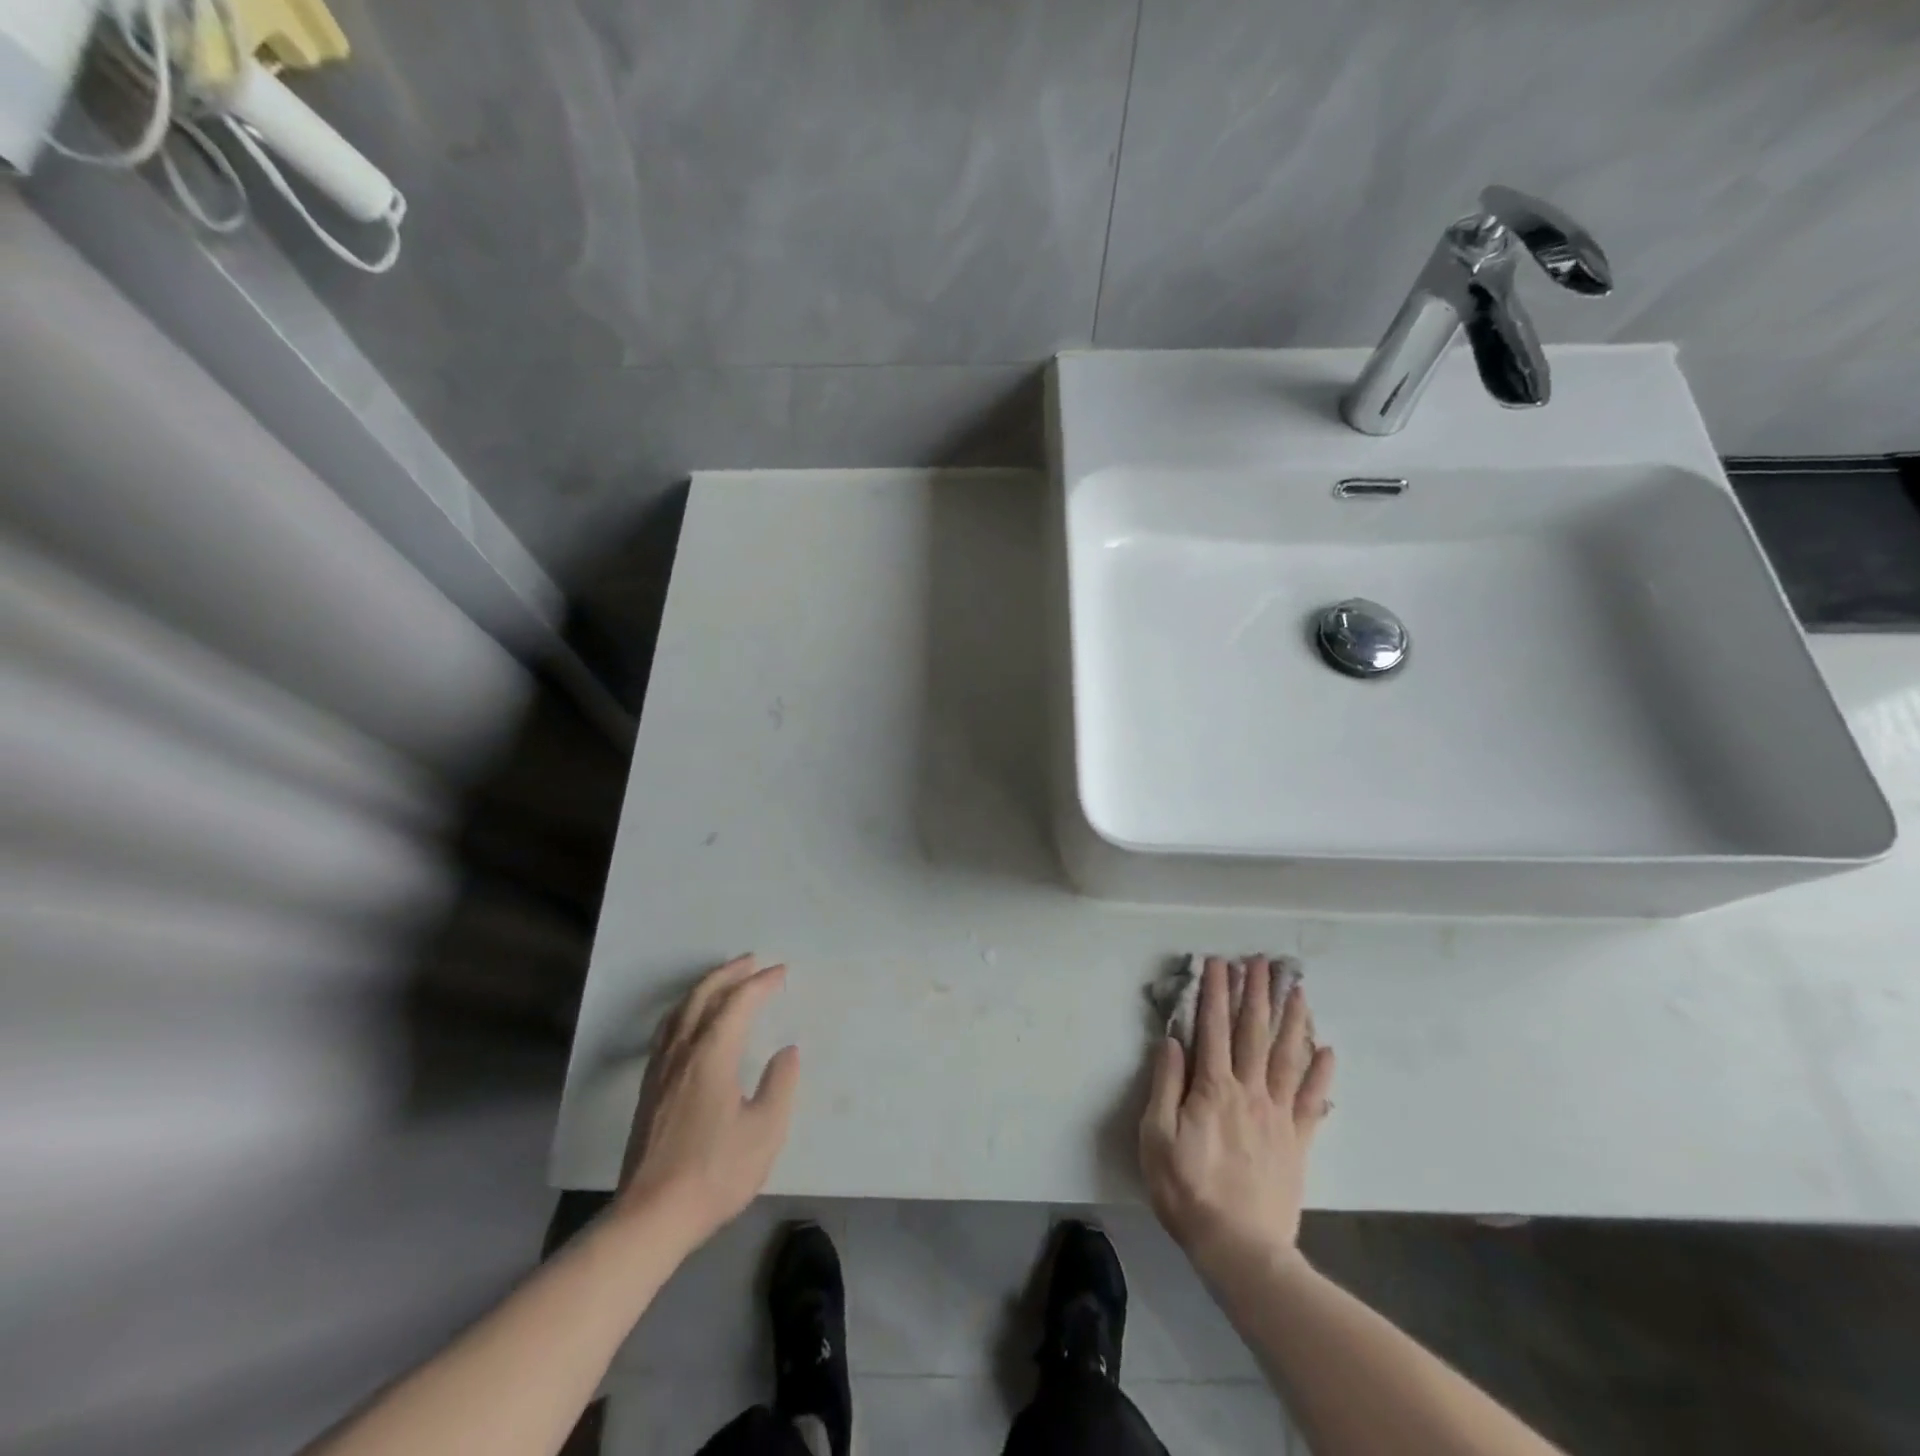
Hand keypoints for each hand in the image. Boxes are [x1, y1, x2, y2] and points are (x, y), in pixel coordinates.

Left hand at [617, 955, 800, 1245]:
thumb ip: (780, 1085)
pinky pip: (668, 1030)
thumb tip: (786, 1052)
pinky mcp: (649, 1089)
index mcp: (711, 1055)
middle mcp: (682, 1052)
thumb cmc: (715, 1173)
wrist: (651, 1217)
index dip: (760, 983)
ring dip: (704, 988)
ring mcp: (660, 1070)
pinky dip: (685, 1010)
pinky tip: (690, 1021)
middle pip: (702, 997)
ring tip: (723, 980)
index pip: (738, 1003)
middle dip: (729, 974)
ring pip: (680, 1011)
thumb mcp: (765, 1131)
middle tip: (752, 961)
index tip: (781, 973)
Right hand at [1139, 956, 1334, 1278]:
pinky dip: (1322, 1073)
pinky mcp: (1297, 1141)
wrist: (1240, 1248)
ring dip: (1291, 1020)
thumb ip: (1165, 1085)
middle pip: (1253, 1032)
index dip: (1214, 992)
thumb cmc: (1187, 1190)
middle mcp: (1249, 1091)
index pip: (1212, 1027)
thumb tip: (1173, 1041)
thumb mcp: (1156, 1136)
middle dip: (1255, 993)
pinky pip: (1313, 1101)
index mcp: (1212, 1088)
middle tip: (1260, 961)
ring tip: (1296, 989)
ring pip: (1287, 1057)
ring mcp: (1278, 1115)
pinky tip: (1328, 1050)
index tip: (1217, 962)